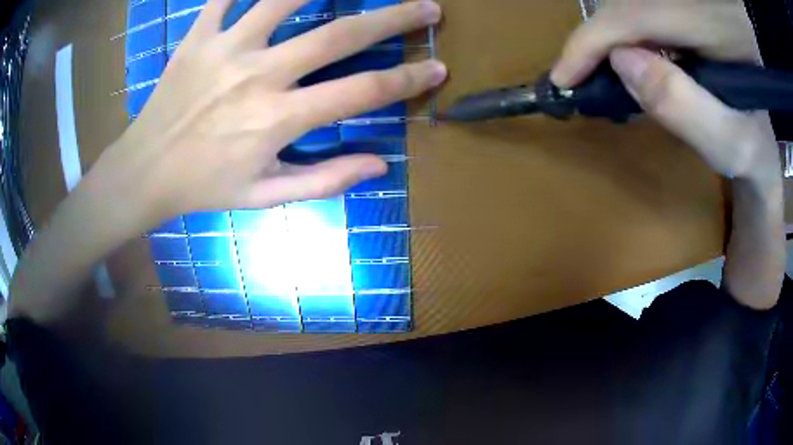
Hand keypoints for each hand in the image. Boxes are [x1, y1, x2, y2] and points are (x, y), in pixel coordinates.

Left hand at [97, 0, 444, 229]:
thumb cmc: (205, 186)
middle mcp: (258, 75)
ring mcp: (225, 48)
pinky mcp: (197, 36)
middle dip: (392, 18)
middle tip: (427, 7)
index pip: (361, 92)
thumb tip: (380, 164)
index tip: (438, 67)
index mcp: (278, 119)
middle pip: (339, 35)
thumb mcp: (265, 197)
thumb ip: (324, 180)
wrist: (146, 172)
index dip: (407, 78)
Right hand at [551, 0, 779, 183]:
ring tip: (601, 73)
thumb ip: (683, 104)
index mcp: (710, 25)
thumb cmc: (751, 150)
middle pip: (624, 7)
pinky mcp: (682, 14)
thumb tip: (622, 63)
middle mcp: (694, 4)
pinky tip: (631, 61)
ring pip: (628, 7)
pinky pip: (640, 14)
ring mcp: (686, 7)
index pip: (630, 17)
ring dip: (608, 37)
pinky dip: (625, 36)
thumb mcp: (728, 142)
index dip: (590, 43)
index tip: (562, 78)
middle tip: (580, 79)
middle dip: (596, 41)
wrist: (765, 140)